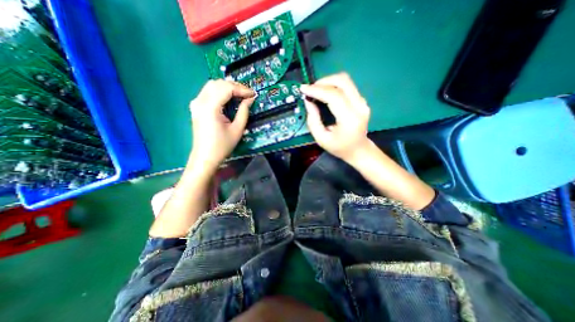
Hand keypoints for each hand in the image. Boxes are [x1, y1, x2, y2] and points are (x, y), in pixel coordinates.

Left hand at [189, 79, 252, 168]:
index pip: (226, 88)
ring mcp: (196, 103)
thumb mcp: (237, 130)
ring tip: (240, 95)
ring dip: (227, 87)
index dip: (241, 89)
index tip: (253, 94)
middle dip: (235, 86)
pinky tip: (228, 98)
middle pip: (218, 83)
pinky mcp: (196, 107)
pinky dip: (220, 91)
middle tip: (247, 94)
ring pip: (212, 85)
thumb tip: (250, 99)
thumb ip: (244, 112)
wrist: (205, 157)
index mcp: (210, 107)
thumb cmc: (222, 146)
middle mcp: (200, 101)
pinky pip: (208, 92)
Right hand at [301, 73, 372, 163]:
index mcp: (349, 119)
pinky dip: (333, 86)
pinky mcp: (361, 100)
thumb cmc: (339, 147)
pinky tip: (325, 93)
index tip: (303, 89)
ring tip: (316, 90)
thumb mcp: (321, 139)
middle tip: (310, 89)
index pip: (334, 96)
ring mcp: (363, 102)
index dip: (317, 90)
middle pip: (342, 81)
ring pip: (345, 80)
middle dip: (323, 82)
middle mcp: (359, 106)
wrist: (358, 150)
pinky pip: (347, 86)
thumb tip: (308, 101)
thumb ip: (313, 120)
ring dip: (328, 81)